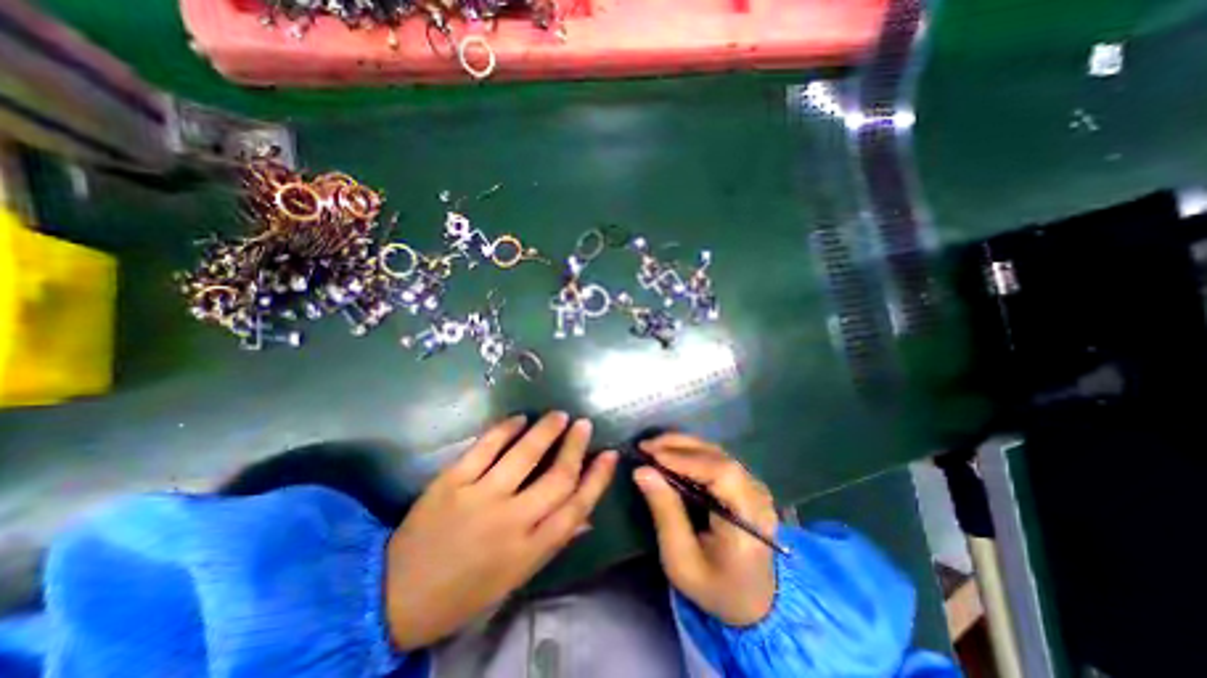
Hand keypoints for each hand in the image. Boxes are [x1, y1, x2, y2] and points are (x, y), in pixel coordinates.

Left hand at [383, 410, 612, 649]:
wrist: (396, 596)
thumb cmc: (464, 590)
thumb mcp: (515, 577)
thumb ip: (552, 542)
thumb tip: (587, 516)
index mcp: (529, 550)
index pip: (576, 507)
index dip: (597, 478)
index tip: (609, 454)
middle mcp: (511, 522)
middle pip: (557, 477)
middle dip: (576, 446)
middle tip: (584, 424)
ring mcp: (480, 498)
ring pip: (525, 455)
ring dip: (546, 431)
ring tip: (559, 415)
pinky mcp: (452, 482)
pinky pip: (485, 447)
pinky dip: (505, 428)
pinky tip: (519, 418)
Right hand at [634, 433, 778, 625]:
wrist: (753, 601)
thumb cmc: (715, 587)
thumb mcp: (682, 560)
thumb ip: (665, 512)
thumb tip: (642, 471)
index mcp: (749, 520)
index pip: (721, 474)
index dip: (685, 459)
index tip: (651, 454)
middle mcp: (757, 496)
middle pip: (719, 457)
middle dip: (679, 446)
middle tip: (646, 446)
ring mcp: (755, 486)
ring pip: (717, 452)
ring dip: (684, 445)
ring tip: (654, 447)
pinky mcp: (747, 483)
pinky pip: (718, 459)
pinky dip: (692, 453)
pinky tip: (671, 455)